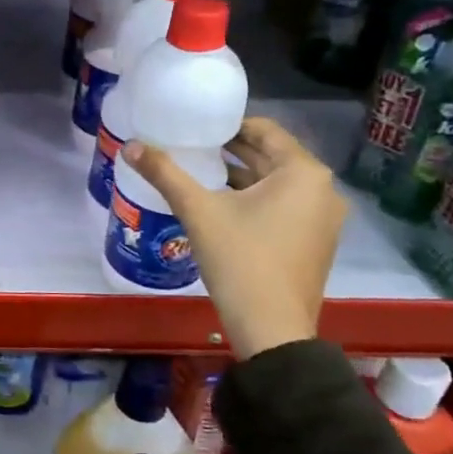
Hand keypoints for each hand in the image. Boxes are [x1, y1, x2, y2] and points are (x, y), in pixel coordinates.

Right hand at [121, 118, 346, 358]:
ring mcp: (323, 219)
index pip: (265, 130)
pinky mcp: (315, 242)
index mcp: (303, 173)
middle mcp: (322, 190)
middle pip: (271, 157)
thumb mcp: (198, 211)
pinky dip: (255, 200)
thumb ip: (165, 173)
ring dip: (241, 176)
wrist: (271, 328)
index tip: (196, 127)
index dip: (228, 125)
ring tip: (199, 173)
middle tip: (191, 146)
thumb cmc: (240, 260)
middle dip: (231, 151)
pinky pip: (283, 206)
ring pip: (276, 184)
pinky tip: (221, 206)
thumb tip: (130, 145)